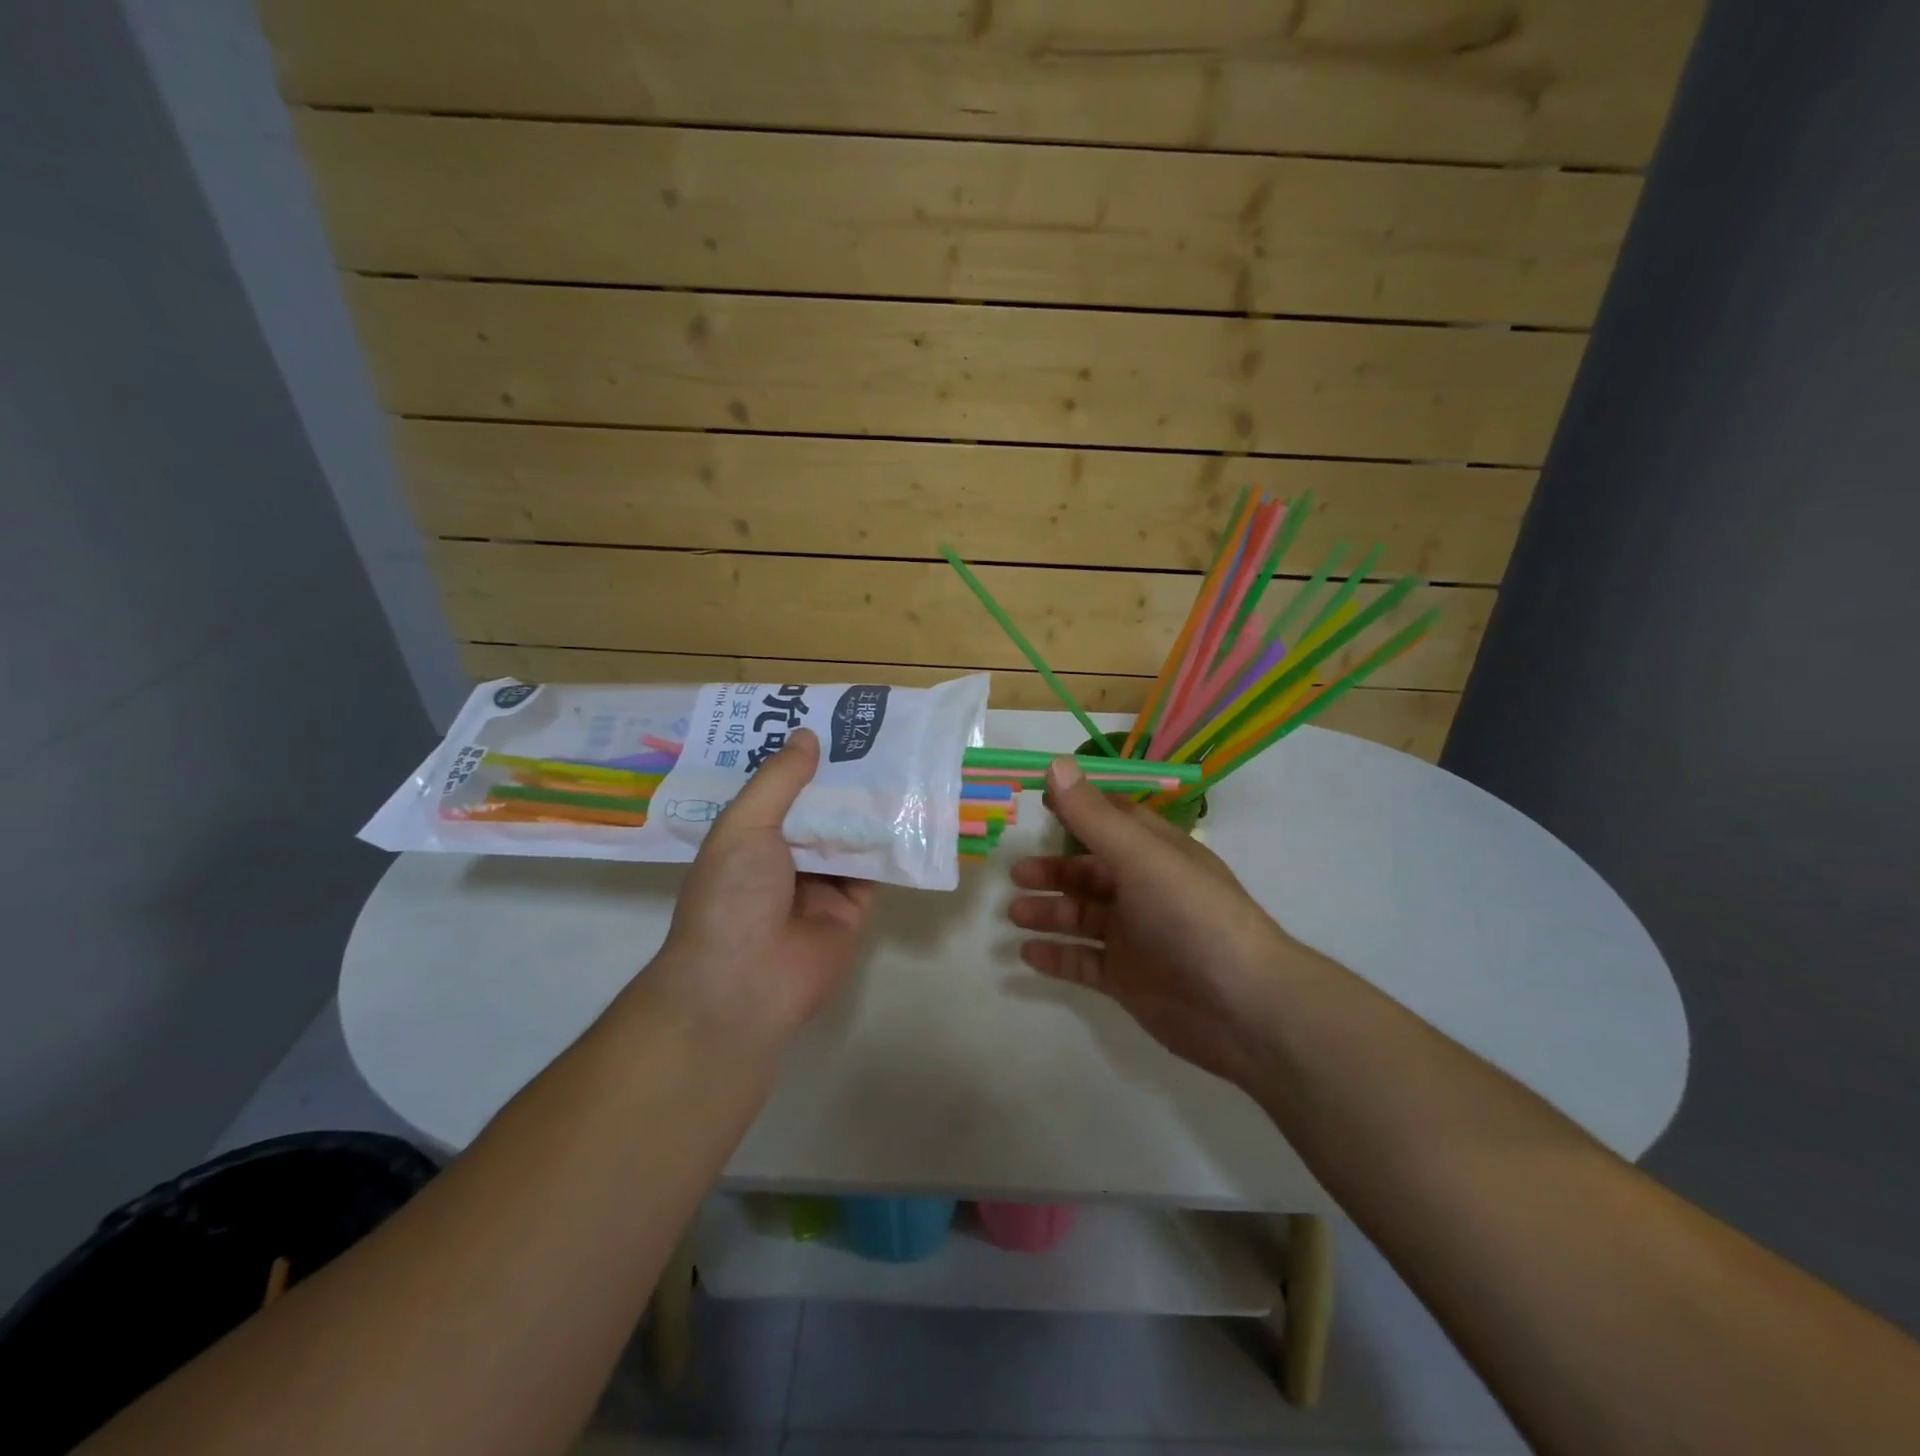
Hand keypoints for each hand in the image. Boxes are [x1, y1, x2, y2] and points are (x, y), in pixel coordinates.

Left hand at [657, 729, 874, 1043]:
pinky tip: (912, 809)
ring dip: (870, 806)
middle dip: (842, 778)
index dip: (801, 760)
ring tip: (900, 760)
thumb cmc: (732, 895)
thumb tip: (807, 736)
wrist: (745, 983)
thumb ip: (779, 781)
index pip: (778, 790)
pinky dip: (891, 845)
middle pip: (819, 810)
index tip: (828, 723)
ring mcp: (820, 885)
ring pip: (850, 836)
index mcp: (748, 838)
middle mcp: (784, 859)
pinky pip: (875, 870)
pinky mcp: (852, 909)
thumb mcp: (745, 826)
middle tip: (875, 735)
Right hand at [1007, 757, 1311, 1085]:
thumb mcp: (1140, 857)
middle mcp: (1145, 890)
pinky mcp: (1130, 980)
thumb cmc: (1192, 917)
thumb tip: (1056, 765)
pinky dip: (1056, 956)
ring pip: (1083, 917)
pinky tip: (1026, 954)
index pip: (1112, 820)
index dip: (1077, 809)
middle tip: (1016, 874)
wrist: (1243, 1008)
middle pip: (1091, 873)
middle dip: (1054, 871)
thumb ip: (1093, 817)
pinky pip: (1084, 962)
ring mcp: (1137, 937)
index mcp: (1155, 853)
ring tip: (1013, 914)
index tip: (1037, 803)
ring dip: (1049, 912)